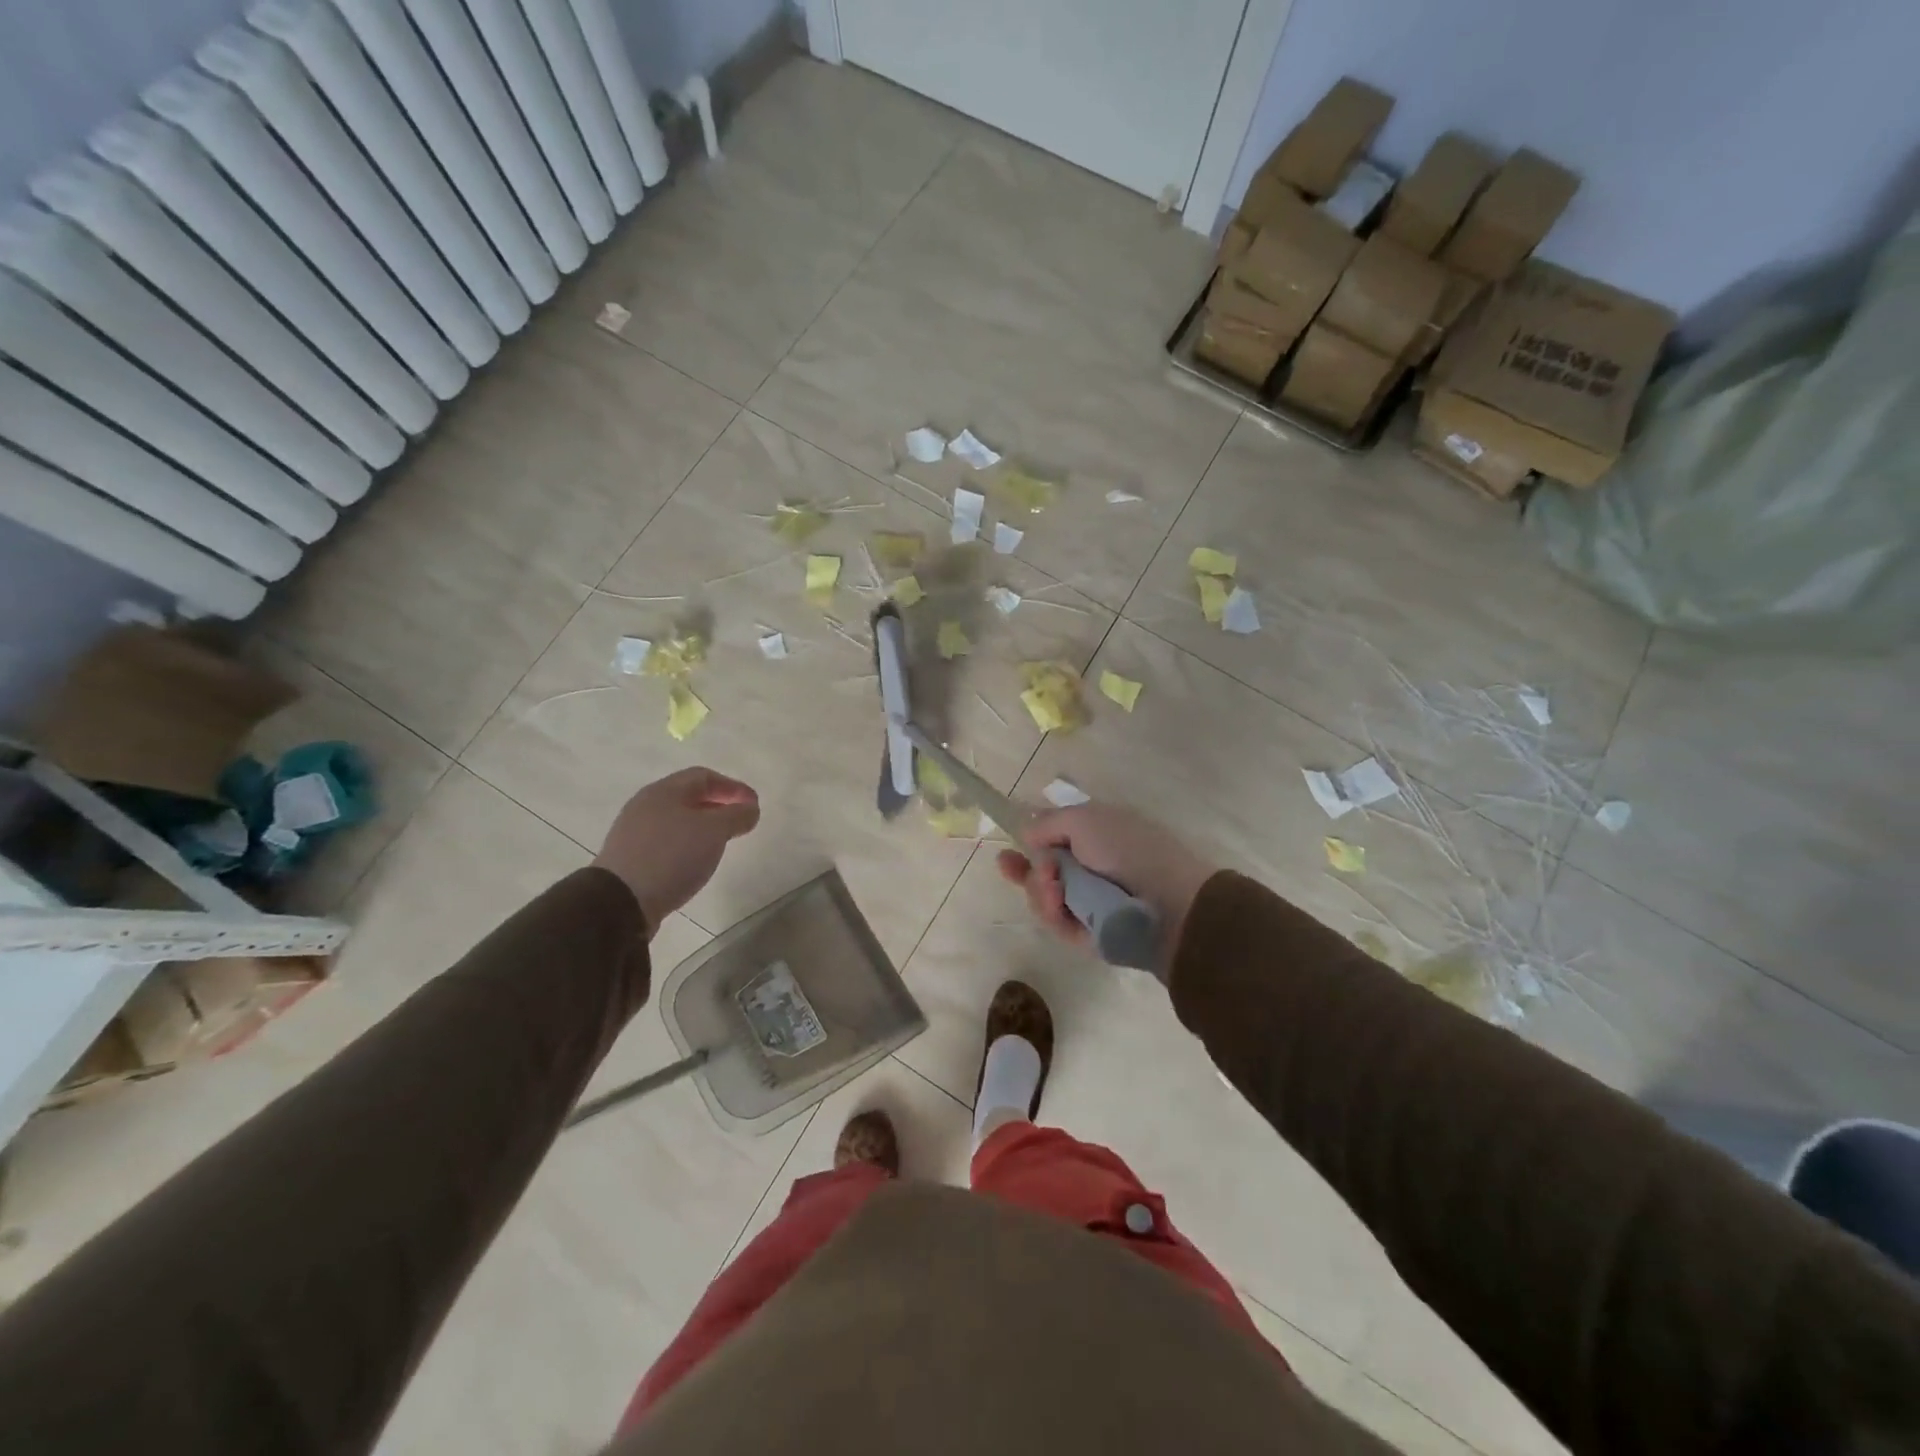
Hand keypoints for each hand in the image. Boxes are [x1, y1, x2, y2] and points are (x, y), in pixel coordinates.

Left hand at [595, 768, 760, 934]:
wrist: (620, 902)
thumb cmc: (672, 856)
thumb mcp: (714, 831)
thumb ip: (737, 815)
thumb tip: (750, 808)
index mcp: (664, 791)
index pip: (704, 776)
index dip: (733, 787)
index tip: (754, 805)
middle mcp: (645, 805)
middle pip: (688, 796)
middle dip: (718, 805)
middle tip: (740, 821)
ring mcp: (634, 832)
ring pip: (676, 819)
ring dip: (702, 826)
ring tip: (720, 842)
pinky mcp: (629, 857)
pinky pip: (665, 841)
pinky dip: (686, 844)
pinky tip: (694, 860)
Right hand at [995, 804, 1217, 969]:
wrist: (1167, 904)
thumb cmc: (1128, 850)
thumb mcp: (1084, 819)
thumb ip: (1049, 823)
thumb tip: (1026, 832)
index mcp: (1096, 836)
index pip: (1055, 838)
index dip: (1029, 842)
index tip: (1007, 848)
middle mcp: (1091, 867)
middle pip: (1042, 870)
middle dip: (1025, 869)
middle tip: (1008, 866)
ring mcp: (1089, 902)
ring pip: (1044, 896)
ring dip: (1040, 890)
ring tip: (1053, 891)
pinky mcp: (1088, 933)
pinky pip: (1057, 922)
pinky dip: (1053, 914)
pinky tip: (1058, 907)